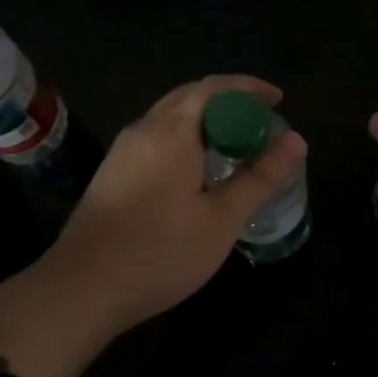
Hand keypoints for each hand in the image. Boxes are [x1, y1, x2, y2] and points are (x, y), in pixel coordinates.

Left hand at [43, 74, 306, 328]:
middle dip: (229, 100)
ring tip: (236, 142)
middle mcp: (144, 129)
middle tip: (261, 121)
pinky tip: (198, 168)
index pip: (215, 87)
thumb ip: (260, 177)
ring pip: (171, 116)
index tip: (278, 99)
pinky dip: (186, 136)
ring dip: (206, 118)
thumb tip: (296, 140)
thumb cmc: (159, 253)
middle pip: (191, 95)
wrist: (80, 289)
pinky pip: (157, 136)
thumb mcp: (221, 220)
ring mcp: (124, 150)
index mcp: (172, 131)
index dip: (249, 88)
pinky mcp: (113, 171)